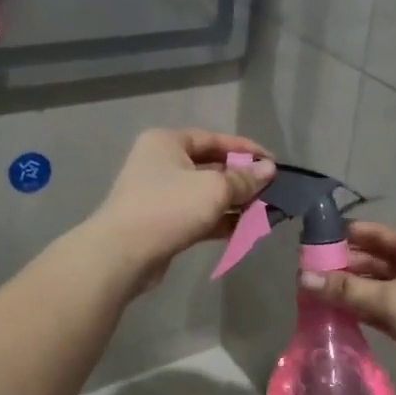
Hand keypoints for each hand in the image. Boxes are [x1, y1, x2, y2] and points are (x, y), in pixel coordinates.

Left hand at [90, 129, 275, 294]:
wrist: (122, 255)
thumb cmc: (168, 208)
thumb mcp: (213, 189)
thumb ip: (244, 179)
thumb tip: (269, 169)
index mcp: (168, 142)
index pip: (215, 139)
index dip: (246, 150)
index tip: (273, 164)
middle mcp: (162, 163)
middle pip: (211, 166)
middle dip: (242, 180)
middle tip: (272, 191)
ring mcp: (161, 194)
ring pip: (206, 193)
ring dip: (235, 202)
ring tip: (265, 212)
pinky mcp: (164, 222)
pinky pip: (199, 215)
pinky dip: (221, 220)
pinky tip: (245, 229)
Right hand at [302, 223, 395, 394]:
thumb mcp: (390, 298)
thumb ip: (346, 288)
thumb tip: (302, 277)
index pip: (374, 233)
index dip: (343, 236)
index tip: (310, 243)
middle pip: (373, 260)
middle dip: (342, 266)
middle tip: (304, 273)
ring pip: (375, 287)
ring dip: (348, 290)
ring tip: (311, 294)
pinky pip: (379, 310)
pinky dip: (359, 310)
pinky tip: (333, 315)